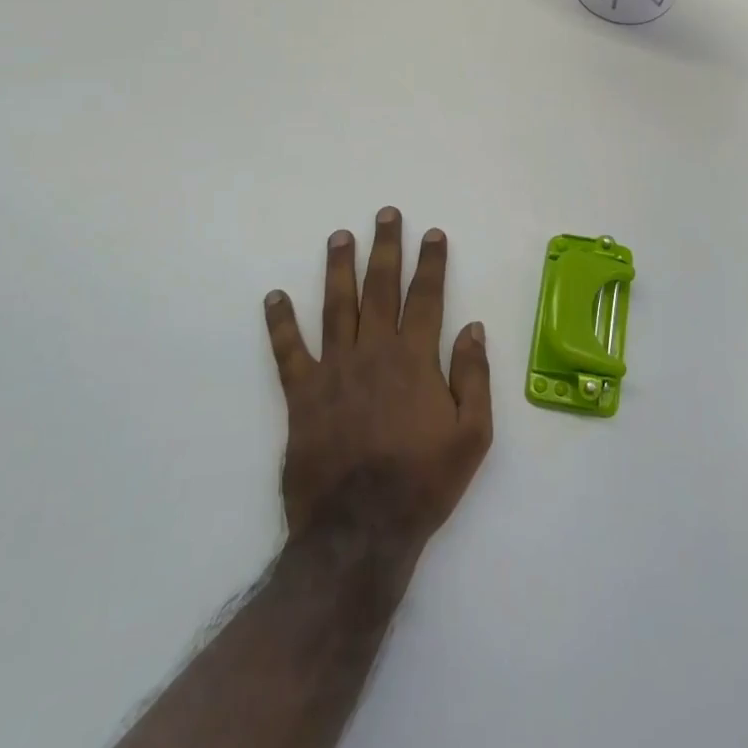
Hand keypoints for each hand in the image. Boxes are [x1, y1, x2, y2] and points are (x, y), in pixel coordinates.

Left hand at [263, 208, 491, 559]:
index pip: (426, 297)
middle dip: (385, 248)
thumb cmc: (423, 482)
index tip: (432, 234)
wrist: (360, 532)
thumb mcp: (472, 434)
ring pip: (336, 306)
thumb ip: (474, 376)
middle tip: (385, 214)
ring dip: (338, 268)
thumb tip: (472, 327)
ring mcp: (334, 371)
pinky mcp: (302, 396)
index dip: (431, 263)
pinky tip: (274, 297)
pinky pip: (288, 352)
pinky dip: (280, 323)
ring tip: (339, 236)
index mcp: (415, 359)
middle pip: (380, 288)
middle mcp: (374, 352)